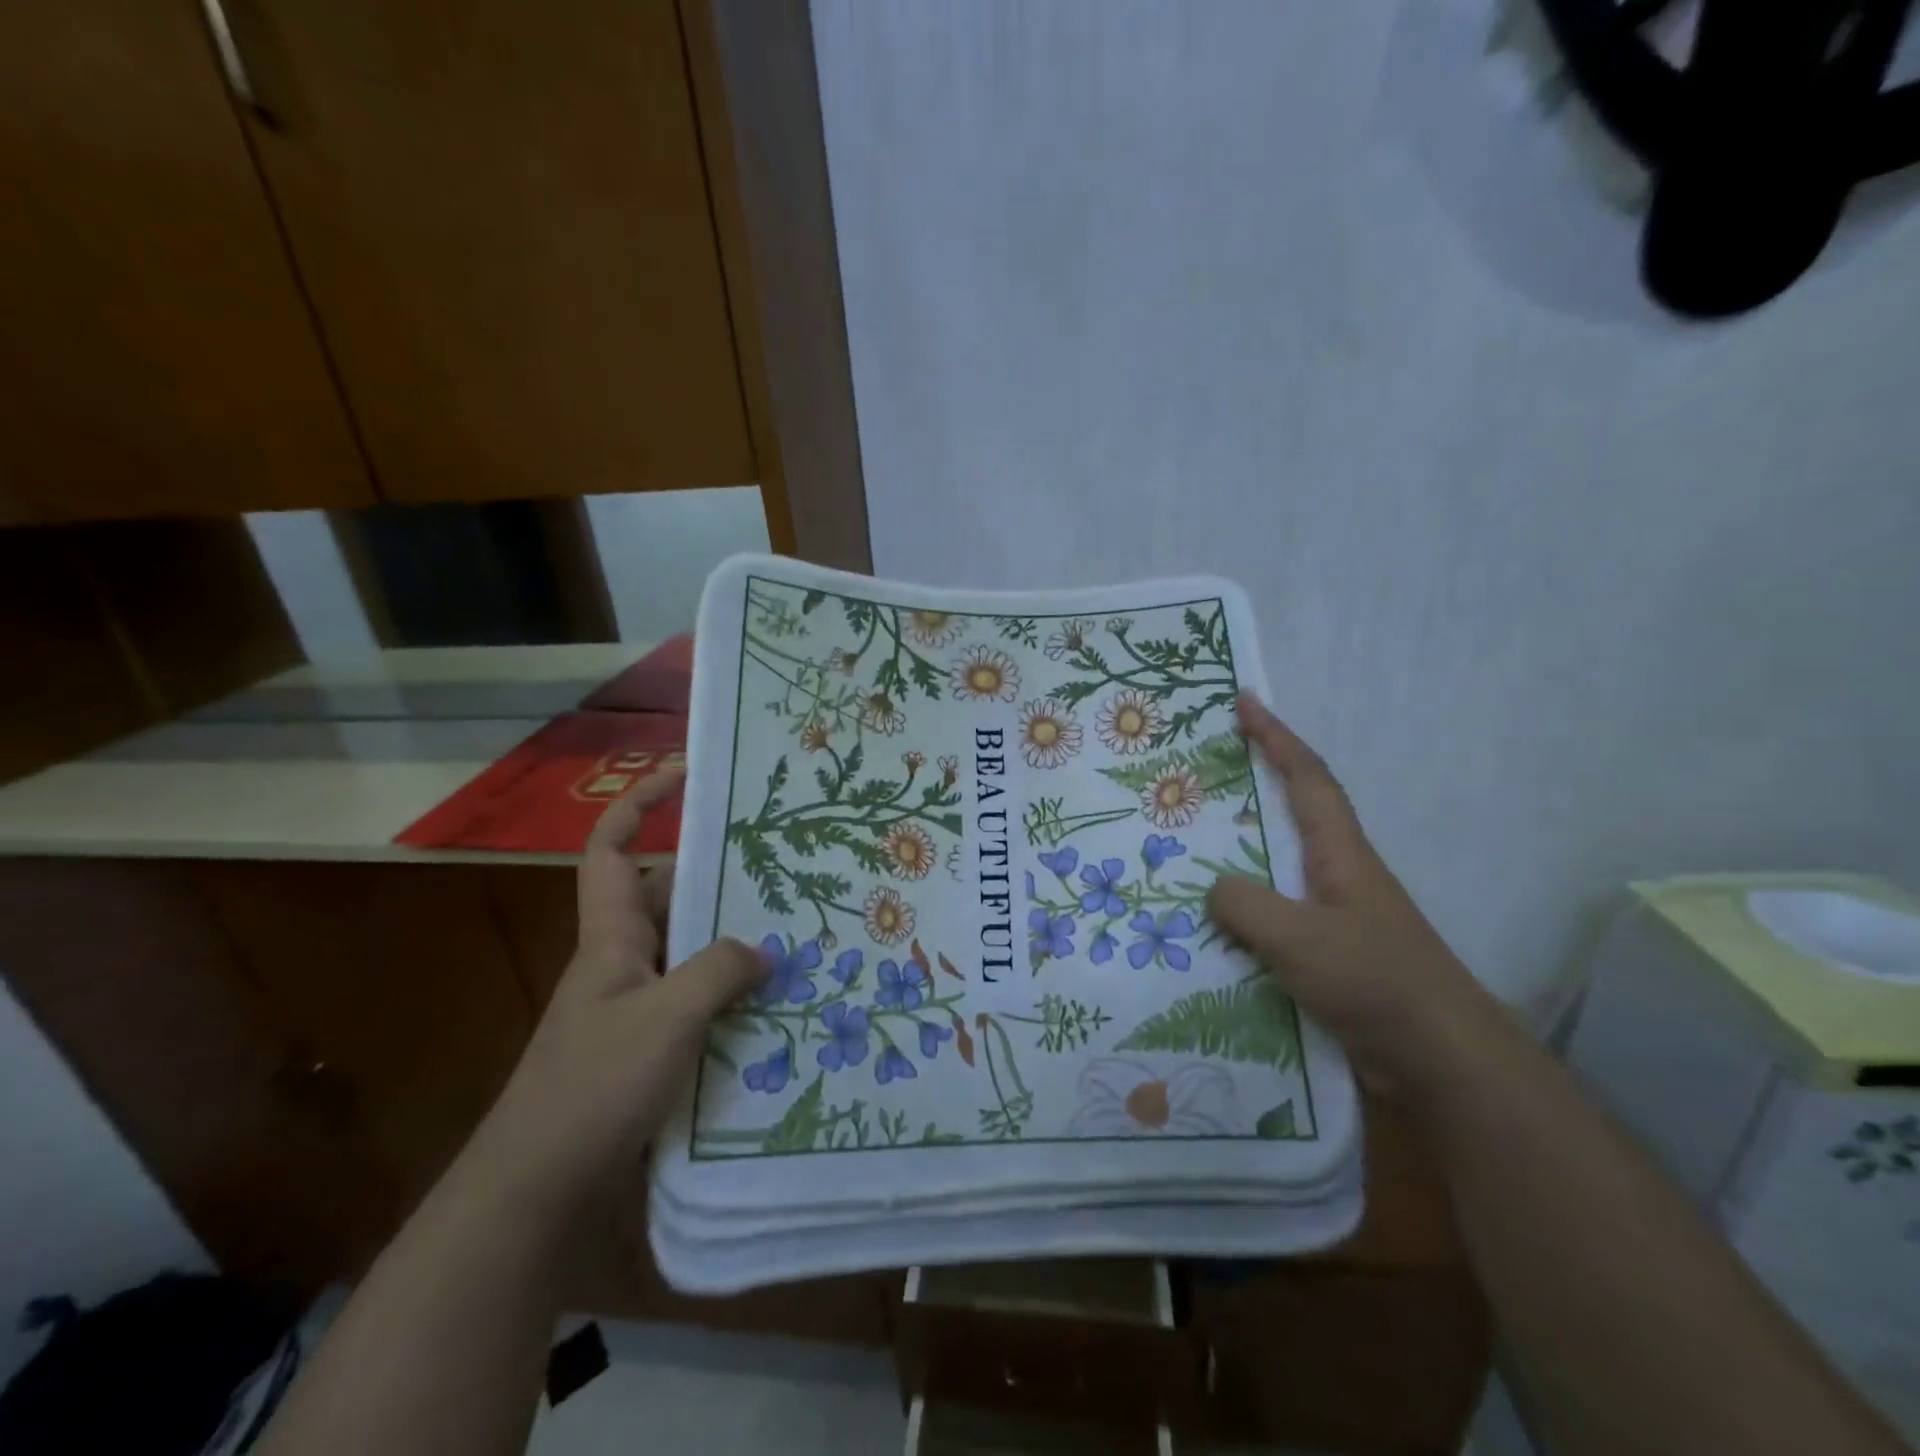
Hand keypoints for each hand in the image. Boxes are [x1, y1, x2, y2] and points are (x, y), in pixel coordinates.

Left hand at [465, 769, 763, 1210]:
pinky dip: (732, 995)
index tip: (683, 778)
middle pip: (668, 898)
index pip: (611, 851)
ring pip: (690, 952)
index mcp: (612, 938)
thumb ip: (718, 971)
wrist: (538, 1194)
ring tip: (795, 934)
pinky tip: (776, 1006)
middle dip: (717, 878)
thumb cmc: (594, 1087)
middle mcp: (623, 963)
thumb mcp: (665, 1018)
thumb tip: (763, 948)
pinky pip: (698, 1002)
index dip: (639, 807)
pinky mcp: (650, 1050)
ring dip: (734, 943)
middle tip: (781, 869)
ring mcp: (636, 1009)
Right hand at [1206, 693, 1500, 1093]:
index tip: (1244, 701)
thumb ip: (1246, 905)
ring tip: (1181, 849)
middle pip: (1286, 815)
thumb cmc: (1376, 983)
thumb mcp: (1301, 938)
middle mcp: (1334, 875)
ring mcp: (1329, 916)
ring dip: (1232, 855)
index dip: (1275, 736)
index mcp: (1339, 853)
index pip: (1306, 778)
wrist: (1440, 1062)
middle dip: (1245, 787)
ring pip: (1271, 870)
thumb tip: (1212, 889)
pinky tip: (1203, 928)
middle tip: (1192, 774)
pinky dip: (1236, 912)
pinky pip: (1268, 918)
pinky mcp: (1322, 956)